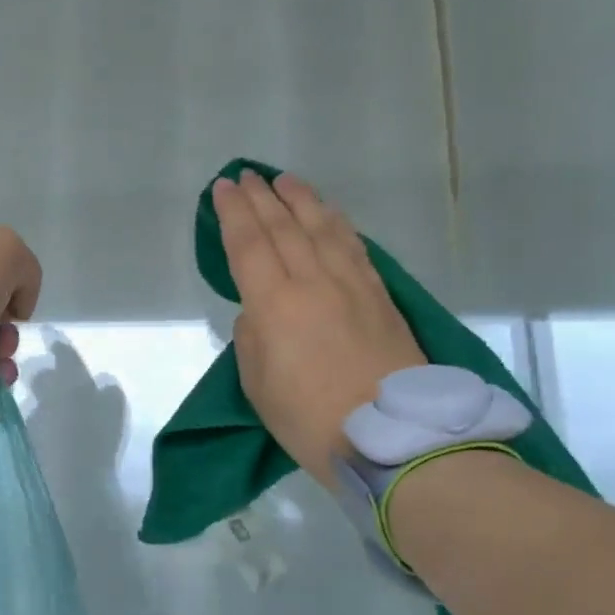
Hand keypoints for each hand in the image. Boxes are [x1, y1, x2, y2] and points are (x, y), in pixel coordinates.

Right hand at [214, 171, 424, 487]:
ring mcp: (352, 285)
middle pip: (283, 227)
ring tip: (284, 181)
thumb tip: (260, 312)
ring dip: (300, 199)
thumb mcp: (258, 386)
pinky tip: (329, 213)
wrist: (393, 438)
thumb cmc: (311, 420)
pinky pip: (353, 245)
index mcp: (275, 305)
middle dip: (261, 198)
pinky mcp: (380, 295)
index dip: (232, 213)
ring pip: (322, 227)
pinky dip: (336, 222)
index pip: (249, 244)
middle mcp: (313, 282)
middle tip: (245, 176)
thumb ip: (252, 338)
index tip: (221, 189)